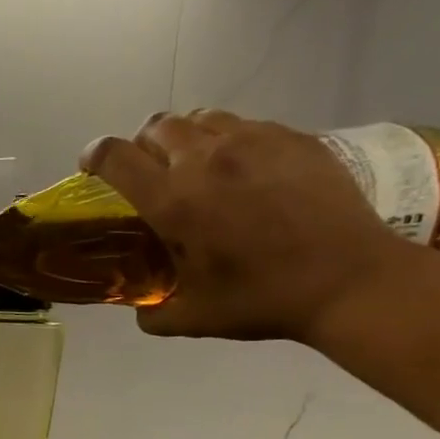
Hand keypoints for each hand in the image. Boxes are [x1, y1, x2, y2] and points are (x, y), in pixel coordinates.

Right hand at [82, 110, 417, 341]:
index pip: (117, 157)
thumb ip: (154, 314)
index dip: (95, 155)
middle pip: (157, 126)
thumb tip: (141, 309)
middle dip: (141, 145)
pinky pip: (245, 125)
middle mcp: (206, 159)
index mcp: (174, 202)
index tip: (91, 165)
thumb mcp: (194, 319)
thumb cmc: (262, 300)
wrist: (348, 279)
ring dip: (184, 138)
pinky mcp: (292, 137)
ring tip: (194, 166)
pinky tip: (241, 172)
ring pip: (200, 119)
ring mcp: (253, 141)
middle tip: (148, 171)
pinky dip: (228, 141)